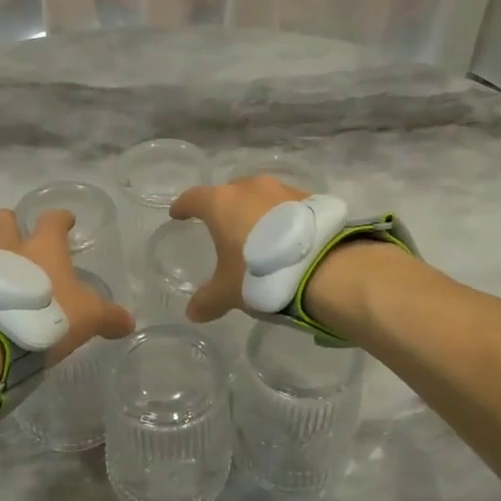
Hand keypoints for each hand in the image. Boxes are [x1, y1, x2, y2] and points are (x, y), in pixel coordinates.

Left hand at [0, 208, 134, 363]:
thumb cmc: (49, 313)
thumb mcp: (90, 317)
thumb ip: (109, 317)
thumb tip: (128, 323)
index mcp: (44, 246)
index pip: (53, 220)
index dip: (61, 218)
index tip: (67, 220)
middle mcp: (10, 248)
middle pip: (5, 220)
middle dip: (12, 223)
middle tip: (21, 236)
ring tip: (8, 281)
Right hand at [167, 175, 308, 321]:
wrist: (322, 268)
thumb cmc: (260, 273)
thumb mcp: (229, 292)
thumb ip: (208, 300)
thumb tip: (192, 312)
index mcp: (221, 203)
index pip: (194, 198)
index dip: (184, 206)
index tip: (178, 213)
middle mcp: (250, 188)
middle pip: (230, 192)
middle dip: (224, 207)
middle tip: (223, 227)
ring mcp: (283, 189)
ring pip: (261, 196)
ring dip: (256, 211)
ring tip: (258, 234)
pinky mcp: (310, 199)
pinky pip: (287, 205)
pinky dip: (282, 217)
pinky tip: (286, 237)